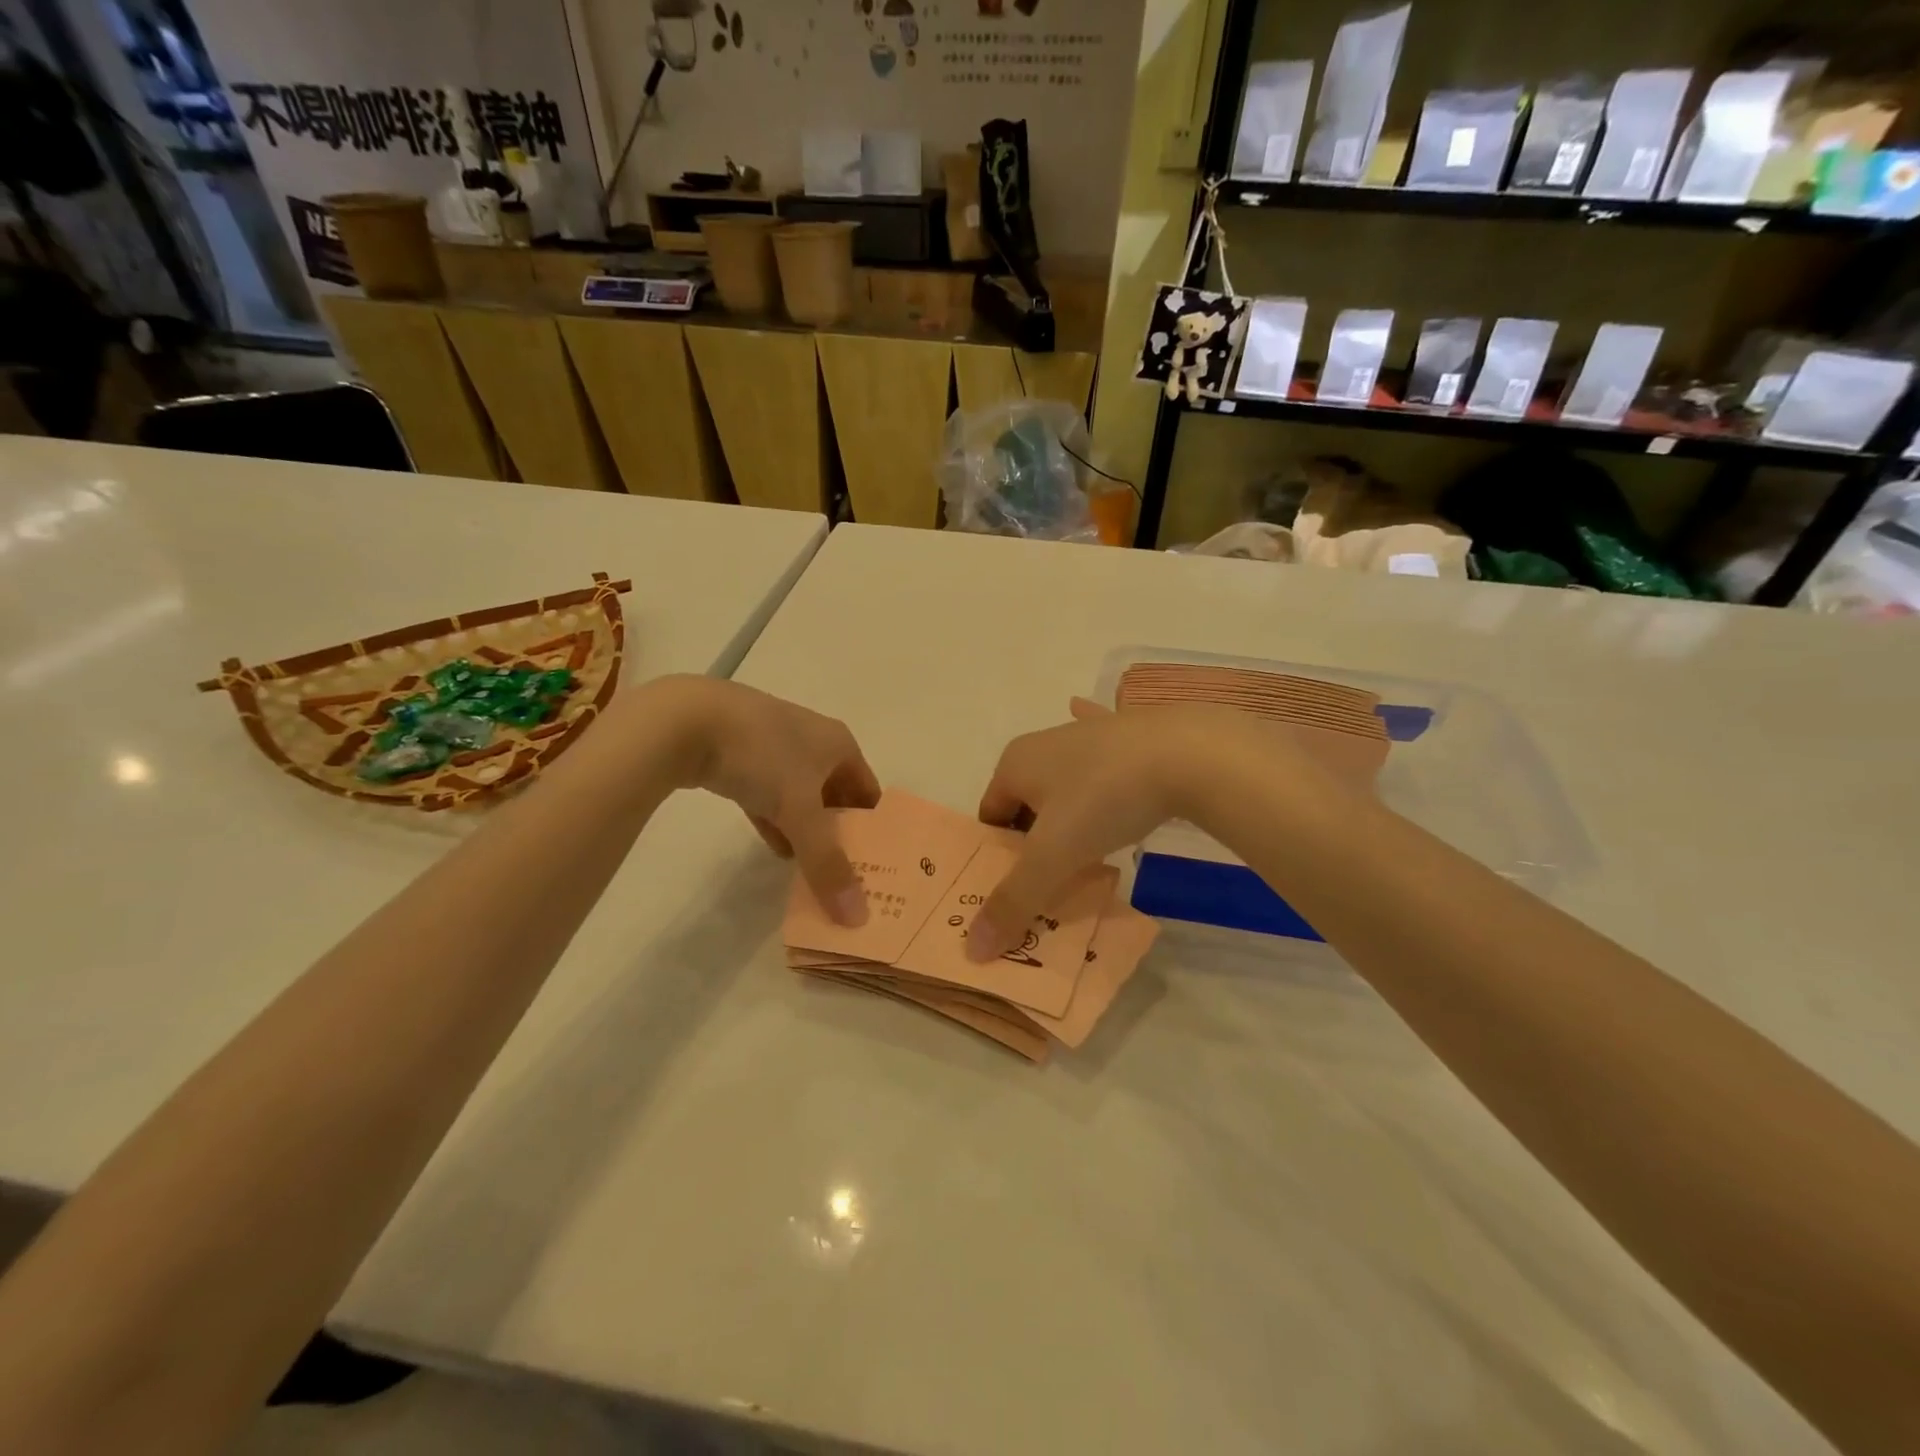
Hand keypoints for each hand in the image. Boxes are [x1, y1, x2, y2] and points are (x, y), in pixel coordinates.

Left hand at [642, 676, 880, 922]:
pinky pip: (769, 795)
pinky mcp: (741, 757)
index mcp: (839, 744)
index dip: (873, 828)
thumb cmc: (763, 756)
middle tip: (844, 875)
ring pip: (800, 797)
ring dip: (806, 830)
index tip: (875, 866)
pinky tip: (776, 848)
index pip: (868, 790)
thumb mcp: (800, 812)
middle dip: (838, 833)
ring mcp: (774, 747)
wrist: (688, 721)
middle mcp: (813, 741)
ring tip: (812, 869)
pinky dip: (776, 821)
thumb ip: (827, 863)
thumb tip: (856, 916)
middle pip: (836, 795)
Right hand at [966, 698, 1343, 959]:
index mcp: (1015, 763)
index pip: (990, 817)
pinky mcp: (1130, 733)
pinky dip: (1103, 775)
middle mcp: (1044, 743)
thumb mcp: (1054, 856)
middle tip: (1055, 881)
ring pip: (1065, 785)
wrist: (1187, 751)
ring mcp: (1089, 734)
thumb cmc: (1104, 798)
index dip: (998, 856)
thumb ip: (1014, 901)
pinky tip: (1114, 782)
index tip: (1020, 889)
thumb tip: (974, 949)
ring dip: (1068, 814)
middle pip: (1027, 803)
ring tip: (1087, 852)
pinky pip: (1105, 760)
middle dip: (1035, 840)